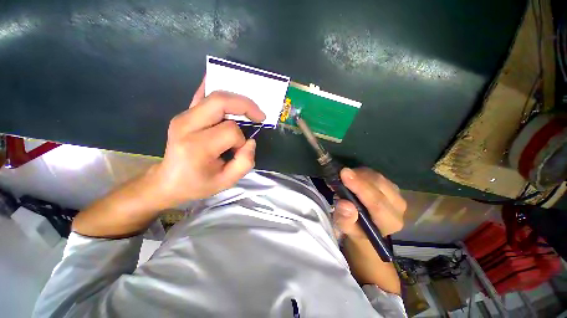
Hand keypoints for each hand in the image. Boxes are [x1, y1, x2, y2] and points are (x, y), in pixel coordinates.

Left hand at [148, 78, 265, 208]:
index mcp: (197, 146)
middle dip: (245, 105)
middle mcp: (186, 125)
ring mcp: (182, 117)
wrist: (167, 182)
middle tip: (259, 115)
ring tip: (249, 111)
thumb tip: (250, 141)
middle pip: (221, 101)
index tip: (239, 151)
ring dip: (236, 101)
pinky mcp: (183, 115)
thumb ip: (244, 162)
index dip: (241, 140)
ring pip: (214, 96)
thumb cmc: (198, 184)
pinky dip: (213, 86)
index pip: (230, 131)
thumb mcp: (226, 182)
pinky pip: (200, 95)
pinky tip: (222, 79)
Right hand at [333, 168, 405, 292]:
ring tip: (345, 176)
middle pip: (379, 186)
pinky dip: (363, 173)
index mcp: (389, 222)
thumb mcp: (345, 228)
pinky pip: (377, 175)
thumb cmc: (355, 228)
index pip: (376, 203)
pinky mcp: (392, 187)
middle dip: (359, 177)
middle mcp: (398, 208)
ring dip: (360, 174)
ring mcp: (397, 195)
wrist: (366, 226)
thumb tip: (345, 204)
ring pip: (378, 178)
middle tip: (341, 172)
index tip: (344, 173)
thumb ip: (345, 219)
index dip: (360, 187)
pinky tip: (353, 176)